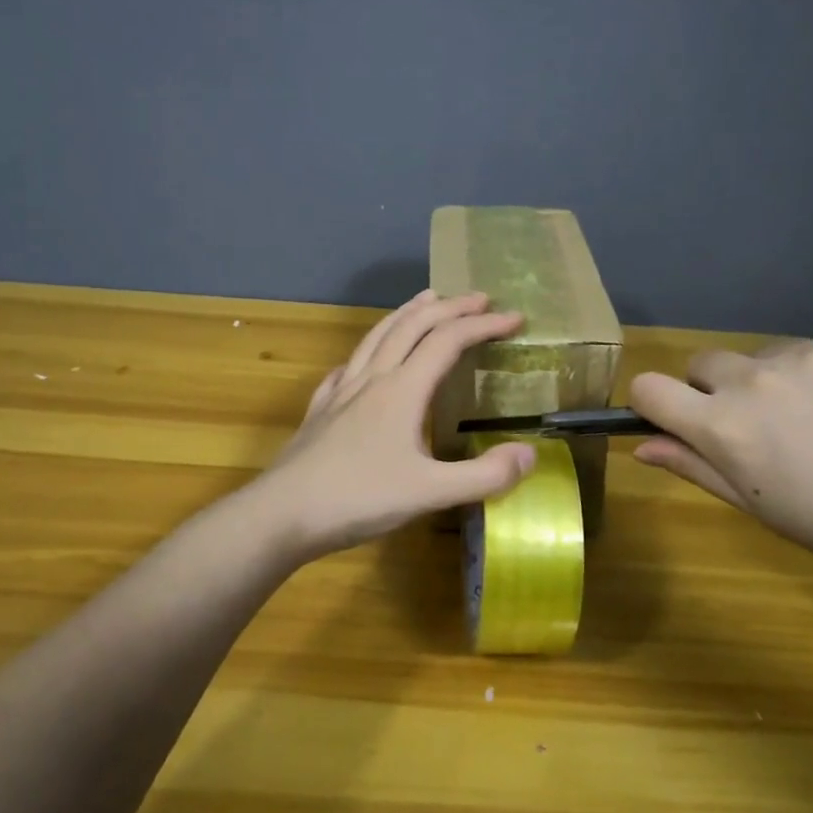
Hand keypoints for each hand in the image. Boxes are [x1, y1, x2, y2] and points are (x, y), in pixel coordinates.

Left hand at [249, 290, 538, 561]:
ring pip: (376, 337)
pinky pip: (347, 366)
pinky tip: (362, 361)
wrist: (282, 514)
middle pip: (412, 327)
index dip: (483, 325)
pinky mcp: (320, 410)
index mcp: (402, 390)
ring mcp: (341, 391)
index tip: (515, 318)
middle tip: (479, 298)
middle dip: (449, 308)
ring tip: (425, 300)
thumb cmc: (358, 499)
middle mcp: (372, 379)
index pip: (448, 341)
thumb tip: (529, 454)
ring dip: (406, 314)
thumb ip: (483, 476)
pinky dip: (366, 351)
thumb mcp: (430, 493)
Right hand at [628, 335, 812, 581]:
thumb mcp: (757, 506)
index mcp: (724, 426)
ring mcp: (808, 354)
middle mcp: (755, 380)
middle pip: (703, 364)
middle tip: (759, 428)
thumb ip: (694, 466)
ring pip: (764, 356)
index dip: (654, 403)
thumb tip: (643, 446)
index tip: (676, 420)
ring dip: (772, 381)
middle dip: (715, 390)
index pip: (649, 387)